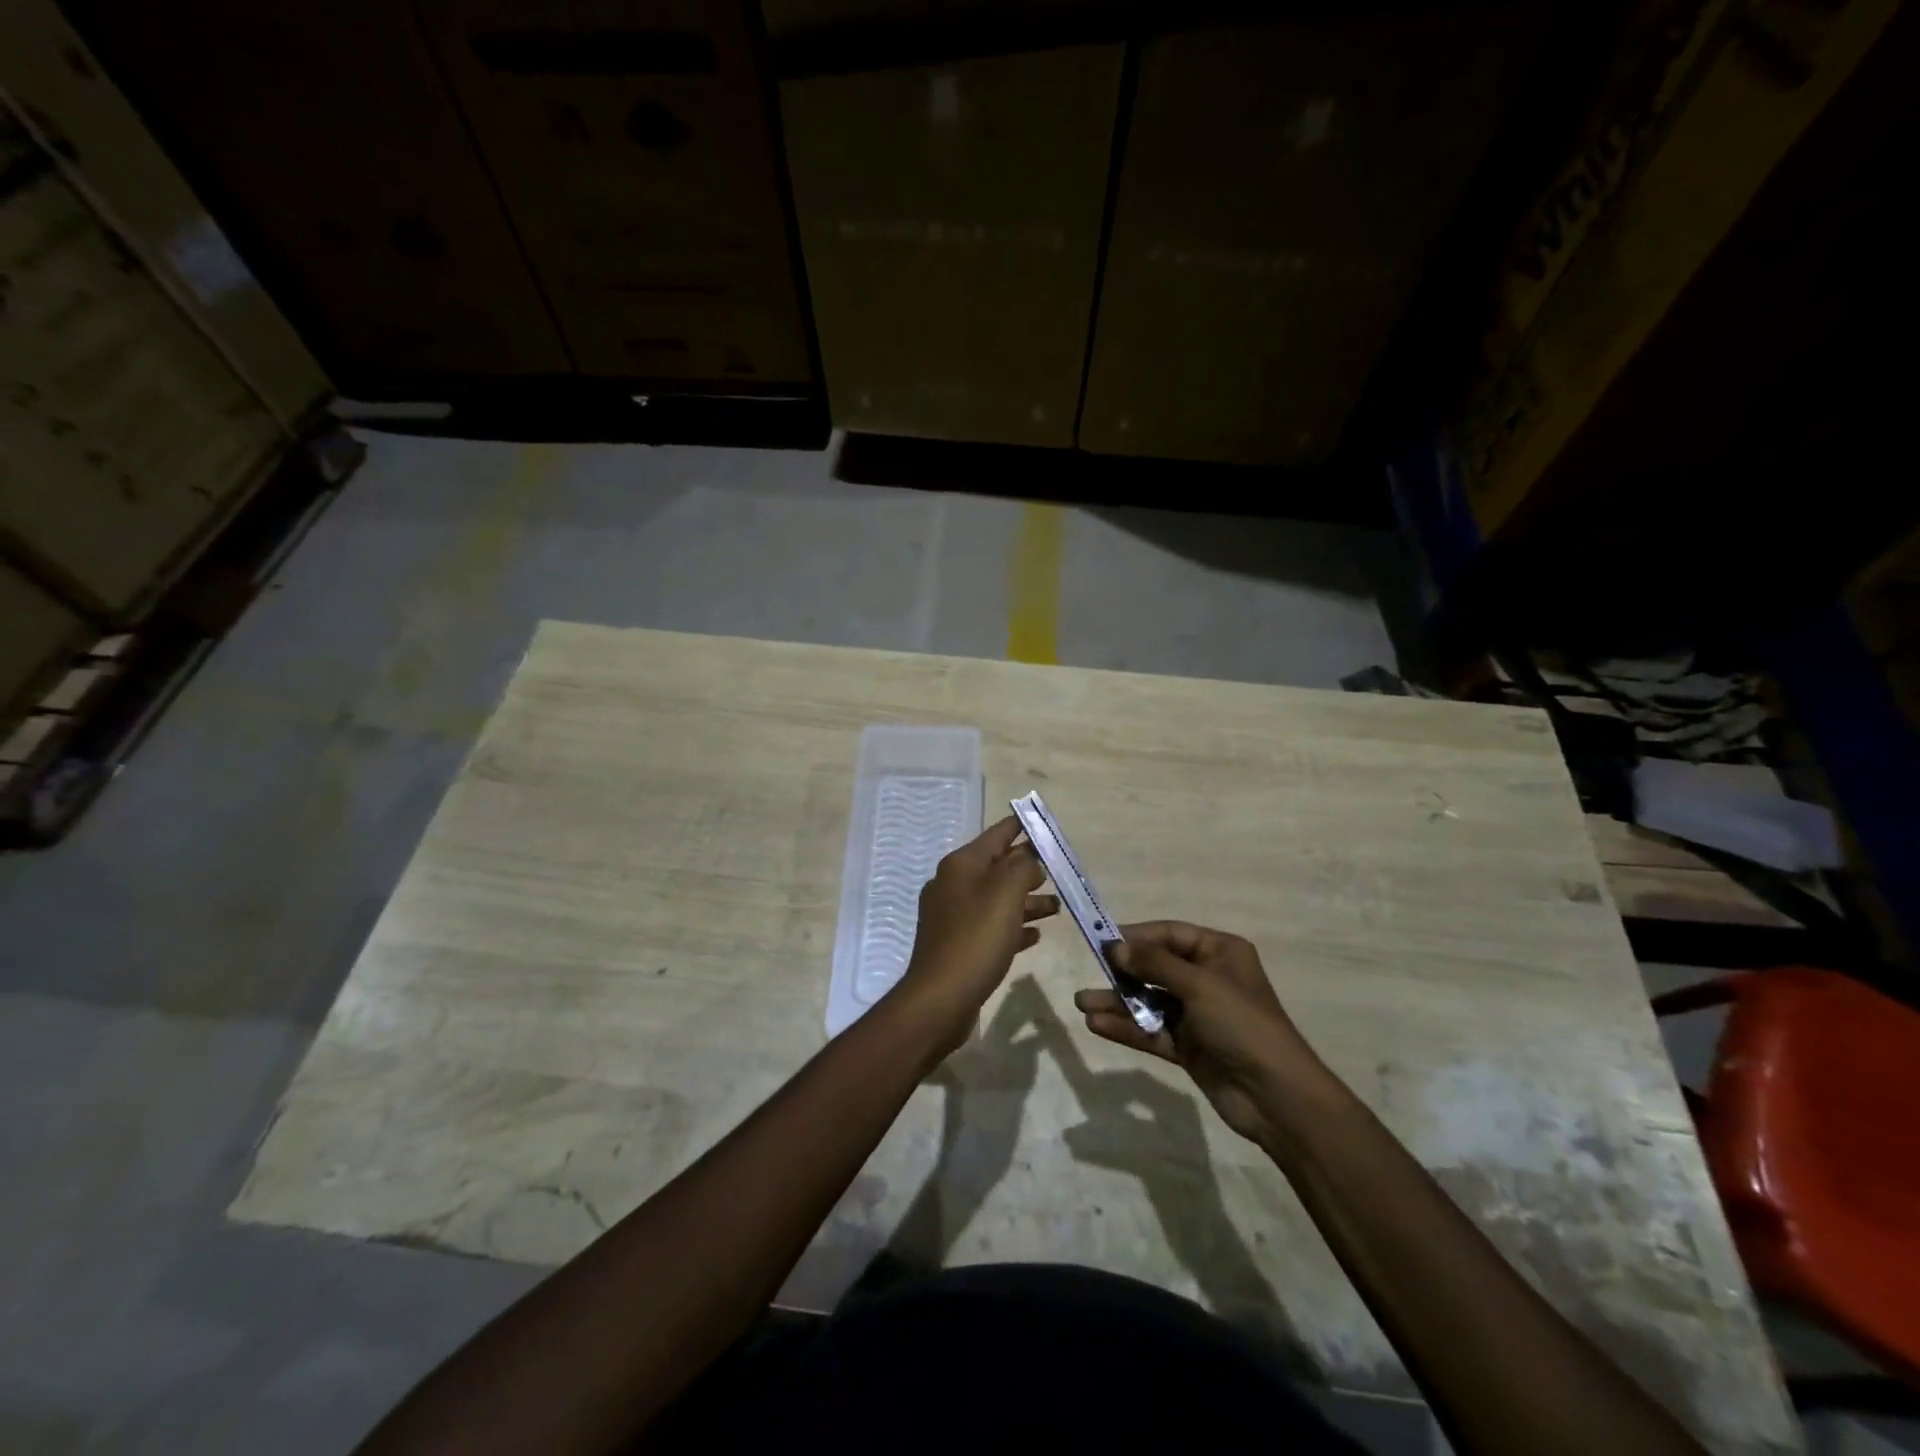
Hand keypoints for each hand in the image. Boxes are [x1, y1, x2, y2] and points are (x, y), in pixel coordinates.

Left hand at [893, 817, 1056, 1049]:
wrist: (940, 998)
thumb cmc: (976, 938)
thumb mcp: (1005, 893)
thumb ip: (1022, 867)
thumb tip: (1028, 859)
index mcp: (961, 865)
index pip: (997, 835)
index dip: (1021, 827)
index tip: (1044, 823)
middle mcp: (953, 884)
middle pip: (997, 867)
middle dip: (1028, 868)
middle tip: (1059, 870)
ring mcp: (953, 916)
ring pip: (997, 899)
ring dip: (1026, 901)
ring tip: (1056, 908)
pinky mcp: (958, 945)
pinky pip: (991, 926)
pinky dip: (1013, 926)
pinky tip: (1035, 936)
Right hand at [1074, 922, 1325, 1145]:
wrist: (1276, 1097)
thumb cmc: (1242, 1024)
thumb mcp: (1199, 985)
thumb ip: (1154, 964)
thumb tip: (1115, 947)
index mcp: (1220, 952)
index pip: (1170, 934)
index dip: (1137, 937)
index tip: (1103, 943)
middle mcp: (1207, 978)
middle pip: (1156, 967)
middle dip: (1123, 972)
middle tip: (1091, 973)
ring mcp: (1197, 1014)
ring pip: (1149, 1001)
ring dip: (1117, 1002)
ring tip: (1082, 1004)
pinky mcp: (1188, 1046)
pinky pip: (1151, 1030)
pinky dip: (1127, 1027)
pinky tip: (1097, 1025)